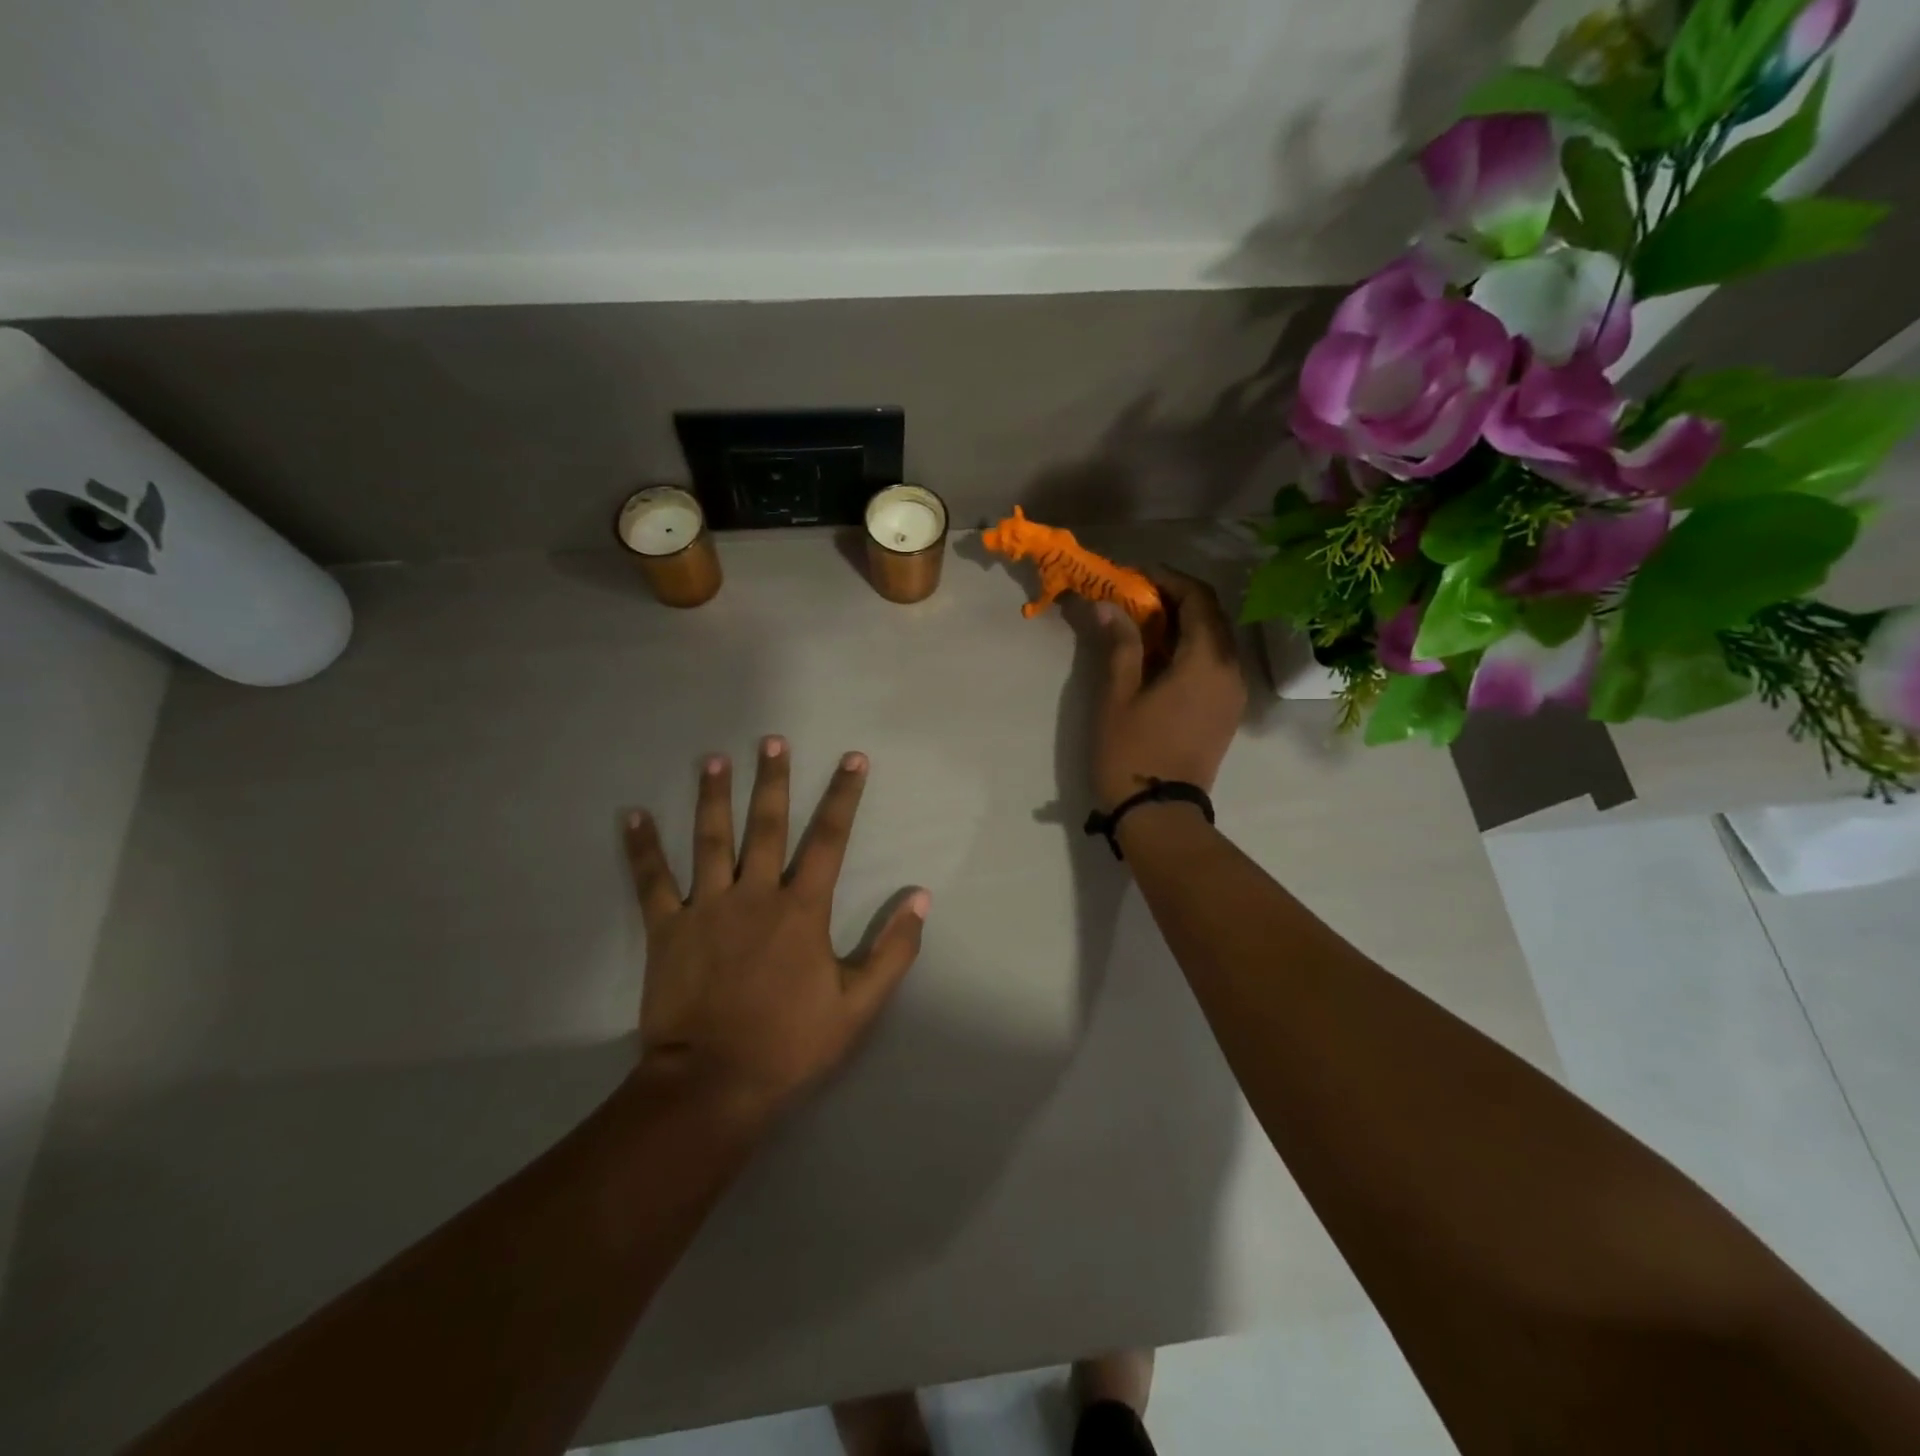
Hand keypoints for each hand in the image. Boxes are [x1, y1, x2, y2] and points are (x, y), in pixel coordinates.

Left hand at [624, 737, 929, 1122]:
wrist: (713, 1084)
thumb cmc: (790, 1043)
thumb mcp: (858, 1004)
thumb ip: (893, 950)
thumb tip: (920, 898)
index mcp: (801, 909)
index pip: (829, 839)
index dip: (843, 796)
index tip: (853, 759)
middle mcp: (755, 894)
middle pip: (766, 825)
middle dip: (772, 780)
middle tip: (772, 740)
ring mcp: (706, 908)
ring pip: (710, 840)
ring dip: (712, 796)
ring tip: (713, 759)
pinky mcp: (667, 929)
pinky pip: (652, 881)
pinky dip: (642, 848)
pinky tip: (632, 815)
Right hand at [1092, 569, 1246, 811]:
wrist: (1159, 812)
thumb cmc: (1132, 751)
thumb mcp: (1118, 695)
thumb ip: (1120, 644)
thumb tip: (1109, 605)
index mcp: (1206, 660)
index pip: (1198, 598)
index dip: (1167, 579)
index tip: (1135, 577)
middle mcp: (1231, 670)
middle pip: (1211, 616)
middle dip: (1176, 598)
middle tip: (1136, 599)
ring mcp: (1234, 693)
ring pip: (1216, 640)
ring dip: (1184, 624)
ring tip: (1144, 626)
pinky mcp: (1228, 711)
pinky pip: (1216, 664)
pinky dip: (1192, 649)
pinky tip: (1161, 658)